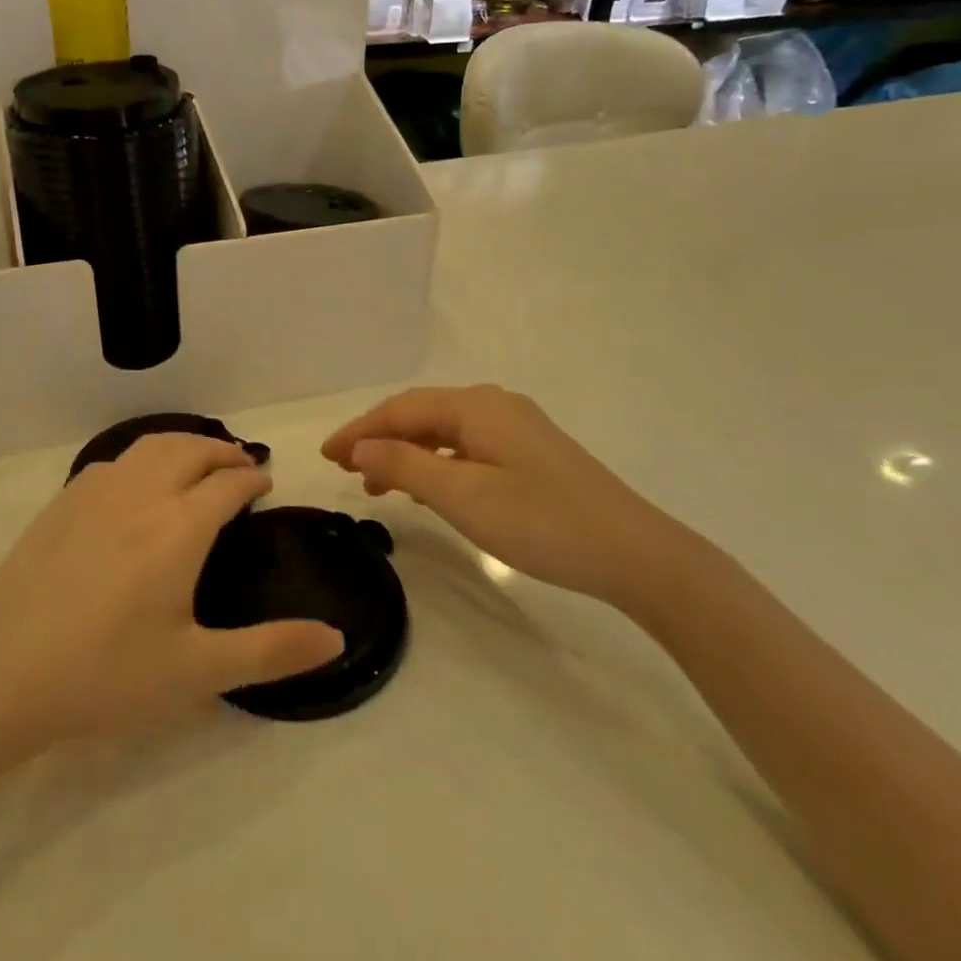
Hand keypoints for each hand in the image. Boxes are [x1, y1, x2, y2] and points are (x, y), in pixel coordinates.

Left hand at [0, 435, 343, 750]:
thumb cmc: (105, 674)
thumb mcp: (197, 671)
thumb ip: (271, 651)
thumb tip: (337, 637)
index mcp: (180, 527)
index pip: (228, 483)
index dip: (252, 477)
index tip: (265, 482)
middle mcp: (142, 494)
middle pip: (191, 450)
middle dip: (222, 451)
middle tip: (240, 465)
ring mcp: (95, 493)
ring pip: (150, 446)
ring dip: (183, 445)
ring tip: (196, 462)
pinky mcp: (61, 503)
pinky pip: (115, 461)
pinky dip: (142, 458)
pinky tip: (136, 484)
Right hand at [322, 386, 694, 610]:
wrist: (634, 553)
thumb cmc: (541, 521)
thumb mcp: (462, 495)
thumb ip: (405, 464)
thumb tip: (360, 445)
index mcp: (477, 406)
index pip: (401, 409)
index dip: (359, 430)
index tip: (325, 456)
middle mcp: (495, 406)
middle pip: (422, 415)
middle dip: (379, 439)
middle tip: (345, 470)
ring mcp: (517, 430)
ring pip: (444, 434)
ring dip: (406, 453)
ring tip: (376, 484)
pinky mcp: (531, 454)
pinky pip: (467, 449)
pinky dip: (436, 464)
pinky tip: (428, 488)